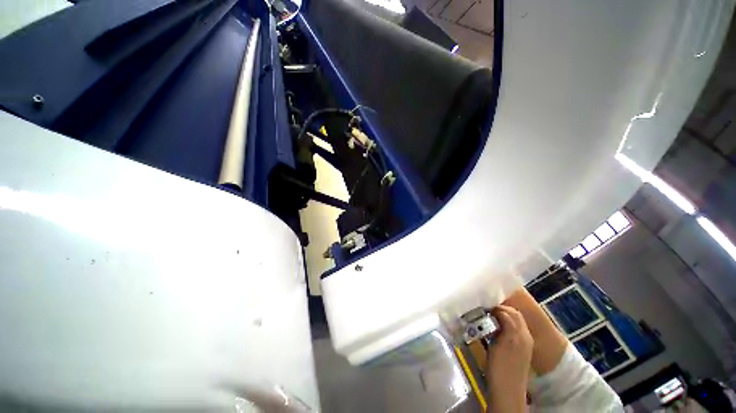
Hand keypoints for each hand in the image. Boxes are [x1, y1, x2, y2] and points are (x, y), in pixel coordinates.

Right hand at [486, 305, 533, 412]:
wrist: (507, 391)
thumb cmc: (500, 368)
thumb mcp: (498, 344)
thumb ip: (502, 326)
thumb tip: (496, 311)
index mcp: (520, 333)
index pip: (509, 311)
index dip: (496, 307)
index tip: (483, 307)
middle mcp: (525, 336)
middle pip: (514, 315)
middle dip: (501, 309)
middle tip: (485, 310)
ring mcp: (524, 343)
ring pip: (515, 321)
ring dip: (503, 316)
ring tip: (489, 317)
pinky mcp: (521, 349)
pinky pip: (515, 330)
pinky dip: (506, 325)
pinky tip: (495, 329)